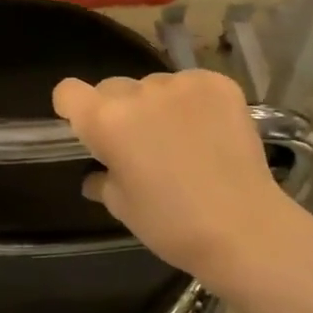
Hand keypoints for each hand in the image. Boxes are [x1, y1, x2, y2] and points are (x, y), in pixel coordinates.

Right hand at [52, 69, 298, 285]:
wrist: (244, 229)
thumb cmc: (171, 225)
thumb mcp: (122, 206)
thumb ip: (102, 179)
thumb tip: (97, 173)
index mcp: (106, 120)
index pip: (68, 91)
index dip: (73, 108)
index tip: (87, 130)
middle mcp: (139, 92)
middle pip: (112, 88)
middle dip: (118, 111)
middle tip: (140, 145)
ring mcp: (181, 83)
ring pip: (153, 86)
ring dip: (158, 106)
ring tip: (182, 141)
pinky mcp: (218, 83)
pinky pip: (191, 85)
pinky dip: (194, 102)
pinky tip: (209, 132)